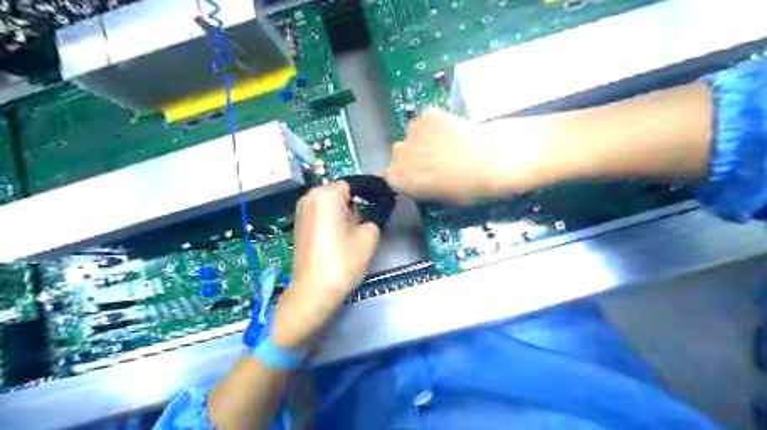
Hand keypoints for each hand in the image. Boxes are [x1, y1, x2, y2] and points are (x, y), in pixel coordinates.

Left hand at [270, 180, 379, 350]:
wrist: (314, 290)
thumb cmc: (343, 260)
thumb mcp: (369, 235)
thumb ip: (375, 215)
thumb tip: (372, 210)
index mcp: (326, 194)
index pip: (353, 185)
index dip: (368, 195)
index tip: (378, 207)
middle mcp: (309, 197)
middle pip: (339, 194)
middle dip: (353, 205)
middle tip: (365, 224)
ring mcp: (300, 212)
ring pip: (329, 206)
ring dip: (342, 214)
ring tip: (351, 235)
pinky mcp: (298, 226)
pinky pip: (320, 216)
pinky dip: (330, 222)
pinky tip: (337, 240)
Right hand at [383, 105, 557, 200]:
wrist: (495, 158)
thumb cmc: (470, 187)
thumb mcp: (442, 196)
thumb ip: (422, 187)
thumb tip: (419, 178)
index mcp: (400, 179)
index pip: (391, 176)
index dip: (406, 176)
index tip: (420, 176)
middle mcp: (399, 154)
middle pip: (399, 154)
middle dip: (413, 156)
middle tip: (436, 160)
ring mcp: (412, 130)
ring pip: (412, 135)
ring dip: (424, 139)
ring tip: (448, 144)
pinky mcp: (428, 112)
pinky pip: (425, 119)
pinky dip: (435, 124)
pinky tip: (453, 130)